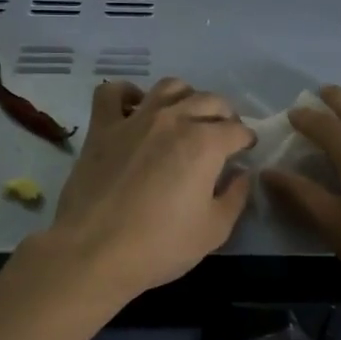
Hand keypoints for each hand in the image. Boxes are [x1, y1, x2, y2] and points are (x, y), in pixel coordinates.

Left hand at [41, 77, 254, 301]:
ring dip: (185, 96)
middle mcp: (173, 120)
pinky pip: (112, 93)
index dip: (246, 140)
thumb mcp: (214, 230)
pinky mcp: (102, 128)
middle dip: (224, 115)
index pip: (237, 130)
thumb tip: (241, 174)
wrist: (94, 252)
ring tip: (186, 115)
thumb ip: (235, 197)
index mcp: (205, 143)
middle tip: (222, 134)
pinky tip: (135, 108)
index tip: (245, 151)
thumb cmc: (160, 245)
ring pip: (168, 87)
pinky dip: (127, 94)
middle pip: (209, 100)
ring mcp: (135, 119)